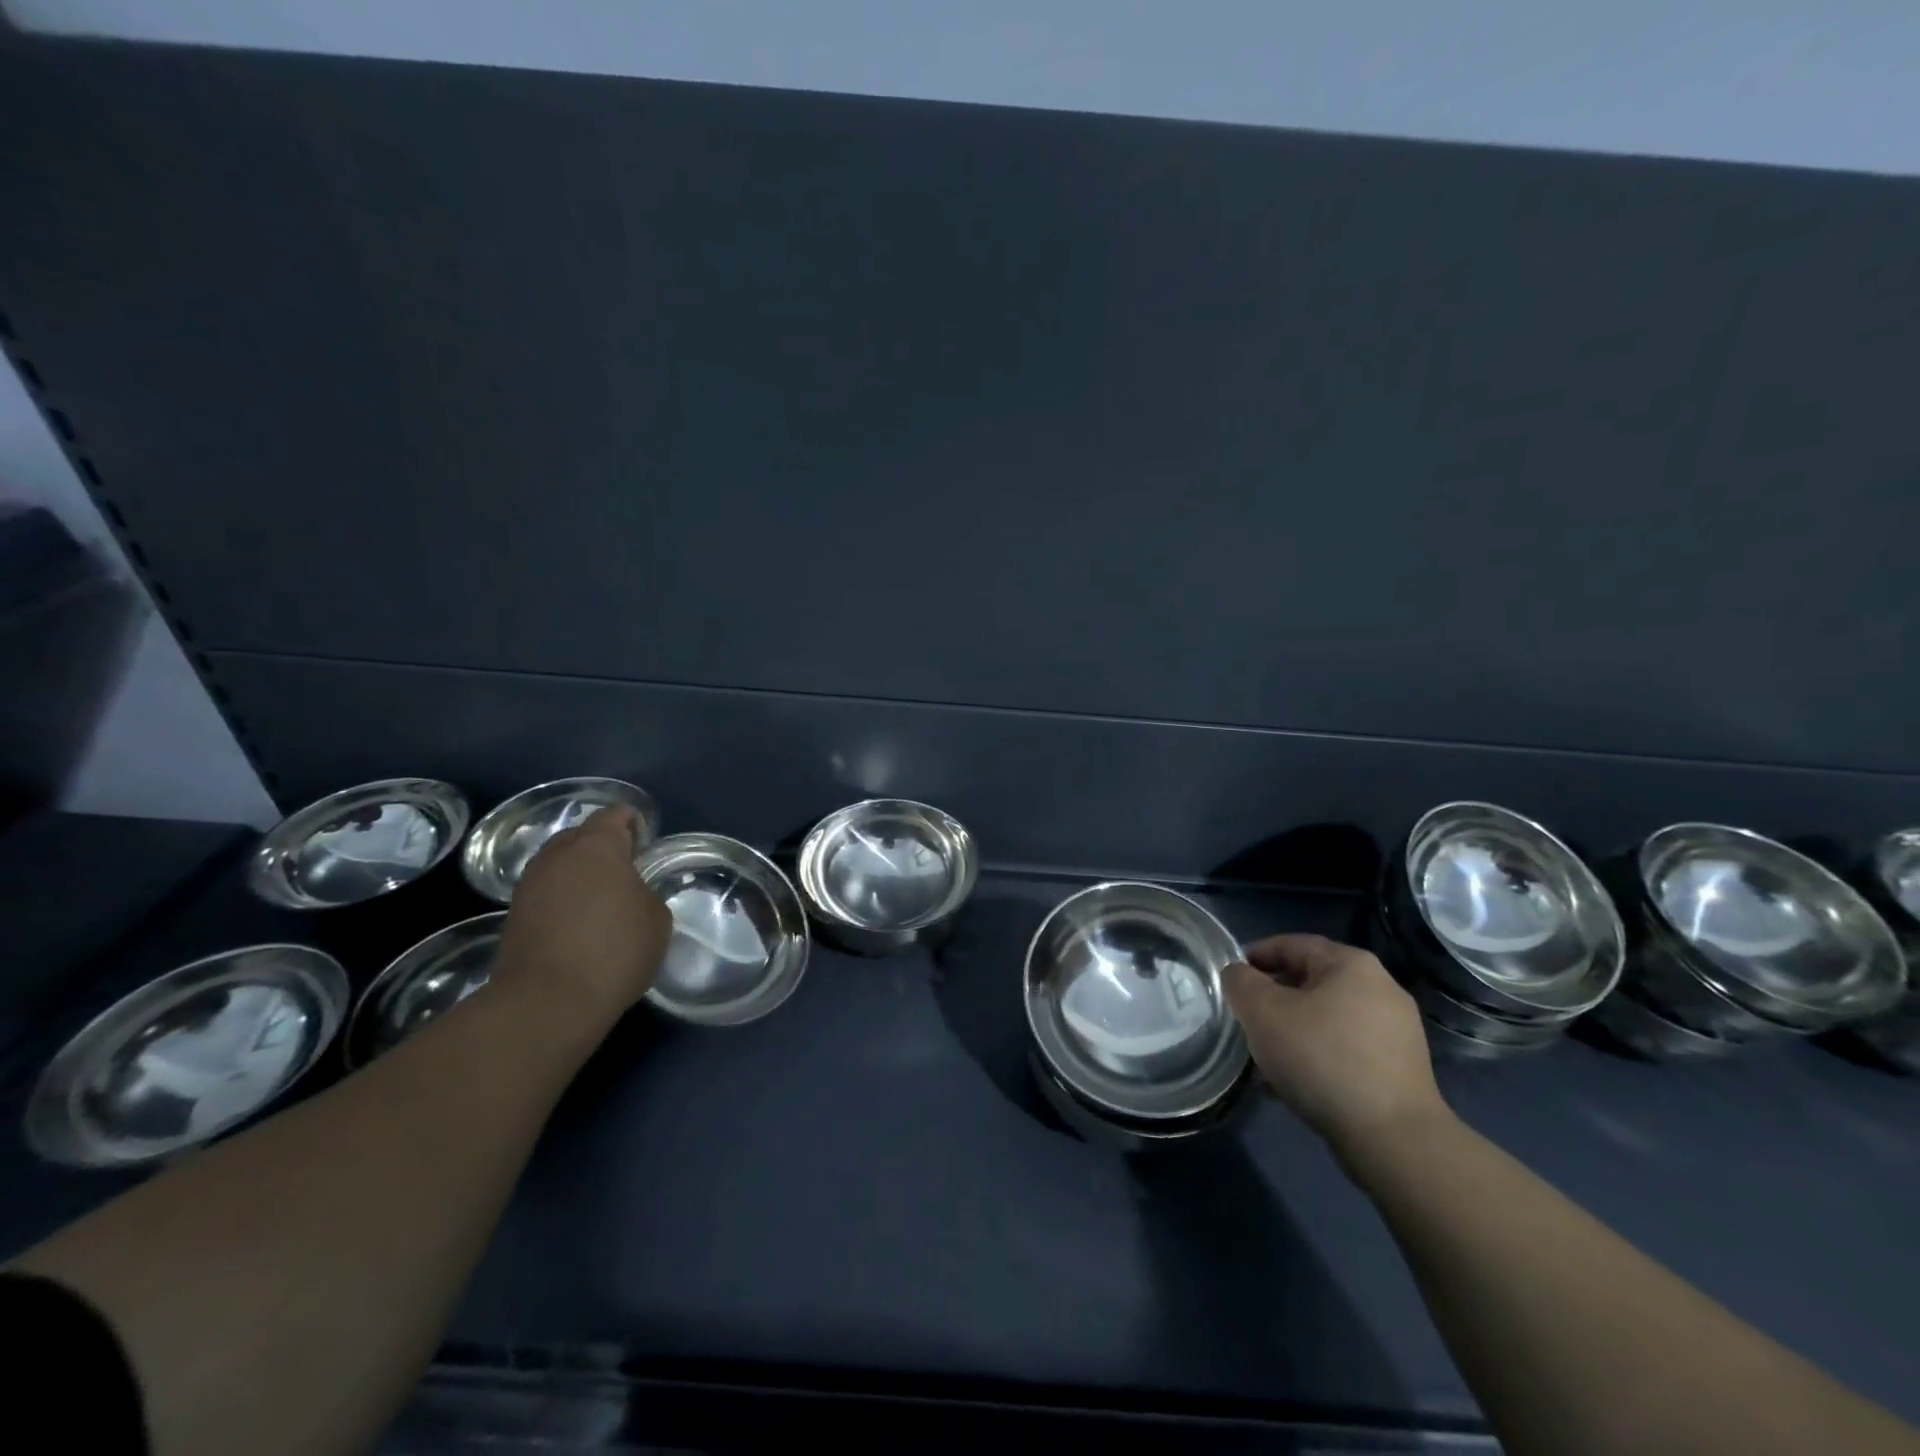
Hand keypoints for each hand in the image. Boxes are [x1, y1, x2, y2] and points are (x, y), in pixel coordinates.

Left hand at [493, 806, 671, 1026]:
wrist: (546, 1002)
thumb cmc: (614, 950)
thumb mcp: (657, 918)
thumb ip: (645, 893)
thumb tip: (630, 895)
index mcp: (597, 846)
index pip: (614, 815)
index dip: (631, 822)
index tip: (644, 838)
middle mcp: (558, 855)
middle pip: (580, 835)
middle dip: (601, 845)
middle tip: (624, 868)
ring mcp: (530, 884)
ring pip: (559, 864)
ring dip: (578, 872)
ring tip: (600, 896)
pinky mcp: (513, 915)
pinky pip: (545, 891)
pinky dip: (562, 897)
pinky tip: (579, 920)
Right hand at [1223, 934, 1448, 1160]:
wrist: (1392, 1138)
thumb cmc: (1321, 1058)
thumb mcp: (1262, 1011)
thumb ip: (1240, 982)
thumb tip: (1239, 975)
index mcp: (1351, 963)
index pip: (1292, 944)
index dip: (1255, 955)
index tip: (1230, 978)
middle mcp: (1381, 988)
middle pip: (1310, 981)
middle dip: (1273, 998)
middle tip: (1245, 1018)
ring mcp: (1396, 1030)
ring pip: (1326, 1017)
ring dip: (1293, 1029)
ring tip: (1265, 1056)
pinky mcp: (1401, 1069)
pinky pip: (1345, 1048)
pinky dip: (1317, 1055)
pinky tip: (1295, 1082)